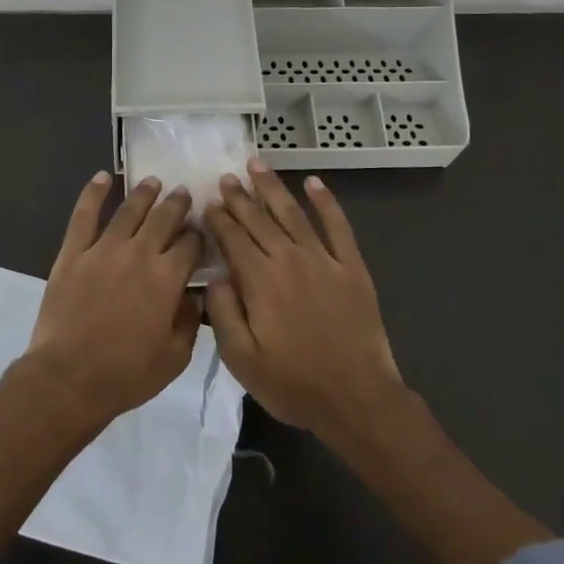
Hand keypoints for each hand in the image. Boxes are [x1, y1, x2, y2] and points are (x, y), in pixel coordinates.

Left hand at [23, 171, 204, 424]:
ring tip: (154, 182)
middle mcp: (139, 254)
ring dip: (144, 193)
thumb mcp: (174, 357)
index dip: (198, 235)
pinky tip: (102, 177)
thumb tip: (195, 295)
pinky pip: (84, 215)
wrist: (69, 378)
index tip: (201, 230)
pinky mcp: (73, 253)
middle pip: (164, 218)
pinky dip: (93, 193)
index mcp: (167, 278)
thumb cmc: (126, 374)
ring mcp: (103, 249)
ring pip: (129, 211)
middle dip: (177, 204)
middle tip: (183, 194)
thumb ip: (190, 321)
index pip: (190, 244)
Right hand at [204, 159, 403, 441]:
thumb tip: (214, 276)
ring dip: (273, 188)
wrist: (356, 398)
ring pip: (293, 214)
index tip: (207, 201)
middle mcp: (289, 259)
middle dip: (240, 196)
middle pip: (259, 219)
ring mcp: (324, 260)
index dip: (218, 218)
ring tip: (257, 165)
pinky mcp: (352, 267)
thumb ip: (223, 313)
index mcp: (260, 281)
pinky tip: (314, 183)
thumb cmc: (293, 383)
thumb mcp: (241, 359)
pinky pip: (338, 226)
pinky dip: (327, 202)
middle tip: (226, 176)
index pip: (233, 239)